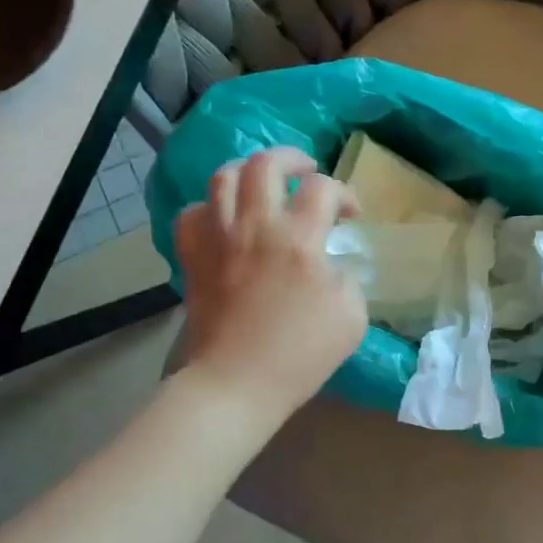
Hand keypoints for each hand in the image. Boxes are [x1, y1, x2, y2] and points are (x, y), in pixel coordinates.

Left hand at [173, 147, 366, 425]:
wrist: (235, 383)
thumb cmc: (300, 354)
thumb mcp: (351, 318)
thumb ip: (348, 280)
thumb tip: (331, 265)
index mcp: (299, 239)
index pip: (323, 189)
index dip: (344, 194)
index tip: (351, 215)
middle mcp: (256, 226)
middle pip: (266, 163)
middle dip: (292, 159)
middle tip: (307, 173)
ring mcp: (219, 239)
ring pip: (223, 177)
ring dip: (248, 173)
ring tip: (263, 185)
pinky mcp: (193, 257)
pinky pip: (191, 214)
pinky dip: (209, 208)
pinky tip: (224, 221)